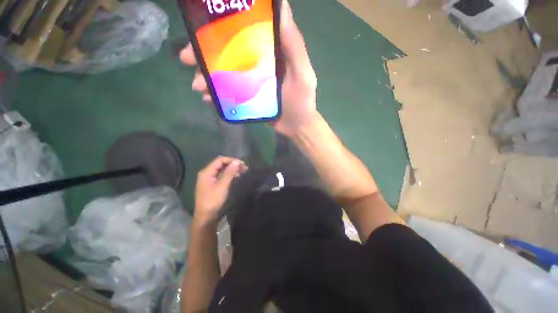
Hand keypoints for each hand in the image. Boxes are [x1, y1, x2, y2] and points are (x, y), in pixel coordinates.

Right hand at [180, 0, 317, 136]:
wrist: (297, 126)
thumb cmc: (302, 101)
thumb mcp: (302, 73)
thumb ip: (294, 45)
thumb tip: (282, 5)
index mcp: (271, 52)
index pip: (246, 31)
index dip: (225, 25)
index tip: (204, 25)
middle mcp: (259, 63)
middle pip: (230, 52)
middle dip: (207, 53)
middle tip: (187, 58)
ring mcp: (252, 81)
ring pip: (226, 73)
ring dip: (208, 76)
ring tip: (198, 86)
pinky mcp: (249, 97)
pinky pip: (229, 92)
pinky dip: (218, 94)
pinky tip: (208, 98)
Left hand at [194, 156, 247, 223]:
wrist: (205, 216)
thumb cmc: (213, 200)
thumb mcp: (223, 185)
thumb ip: (229, 172)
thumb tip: (237, 161)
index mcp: (206, 172)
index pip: (220, 160)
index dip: (231, 160)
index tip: (242, 164)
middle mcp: (206, 173)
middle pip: (220, 164)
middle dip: (232, 164)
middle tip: (244, 167)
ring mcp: (208, 178)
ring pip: (221, 169)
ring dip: (231, 169)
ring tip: (242, 171)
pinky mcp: (211, 183)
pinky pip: (220, 175)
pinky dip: (228, 174)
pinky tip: (235, 176)